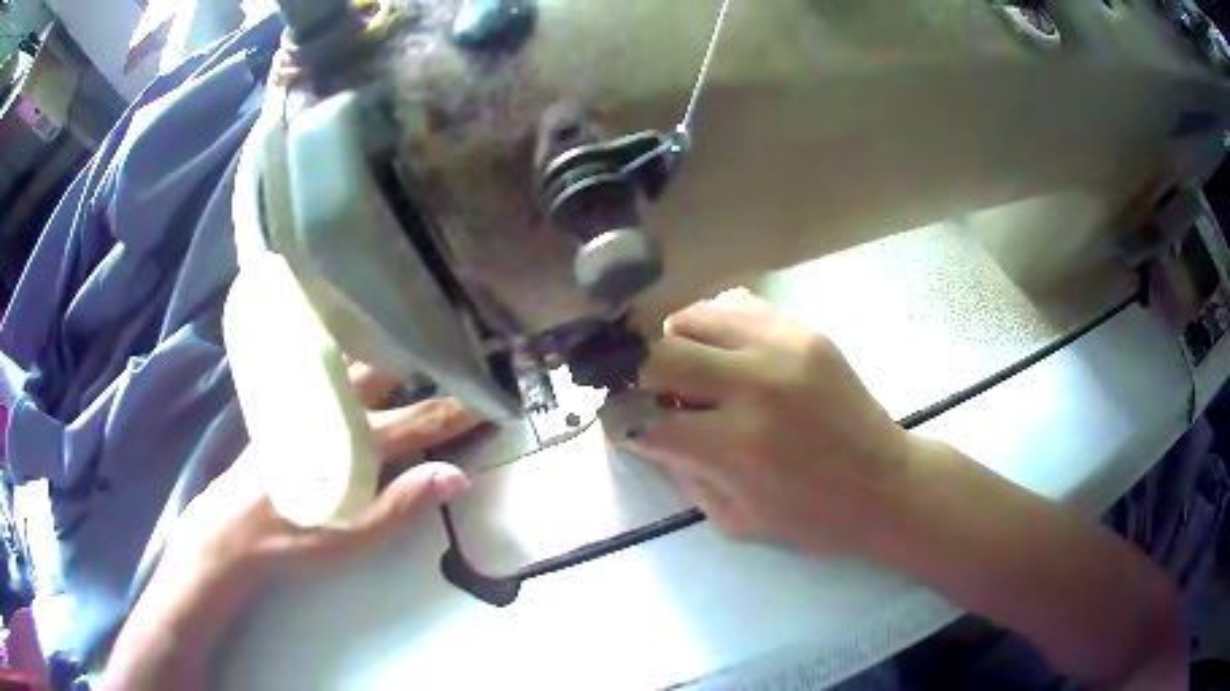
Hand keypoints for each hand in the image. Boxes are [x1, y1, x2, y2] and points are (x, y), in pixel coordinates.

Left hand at [171, 362, 483, 581]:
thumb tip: (458, 474)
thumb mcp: (355, 535)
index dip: (459, 410)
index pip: (421, 420)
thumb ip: (404, 504)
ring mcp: (308, 400)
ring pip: (351, 360)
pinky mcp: (288, 402)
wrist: (235, 526)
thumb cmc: (297, 533)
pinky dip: (349, 353)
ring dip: (382, 346)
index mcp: (357, 442)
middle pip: (385, 370)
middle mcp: (335, 407)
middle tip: (448, 342)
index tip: (490, 396)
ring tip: (406, 334)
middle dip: (419, 355)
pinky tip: (353, 353)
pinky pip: (327, 366)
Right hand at [623, 288, 912, 554]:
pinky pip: (737, 303)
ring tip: (690, 370)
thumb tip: (647, 428)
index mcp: (735, 445)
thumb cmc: (812, 518)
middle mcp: (755, 384)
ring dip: (676, 343)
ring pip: (693, 316)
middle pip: (658, 353)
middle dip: (637, 375)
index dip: (621, 421)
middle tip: (648, 393)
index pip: (644, 417)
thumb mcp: (734, 519)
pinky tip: (726, 352)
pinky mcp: (805, 330)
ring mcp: (783, 347)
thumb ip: (682, 471)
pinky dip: (716, 325)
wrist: (886, 484)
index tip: (622, 424)